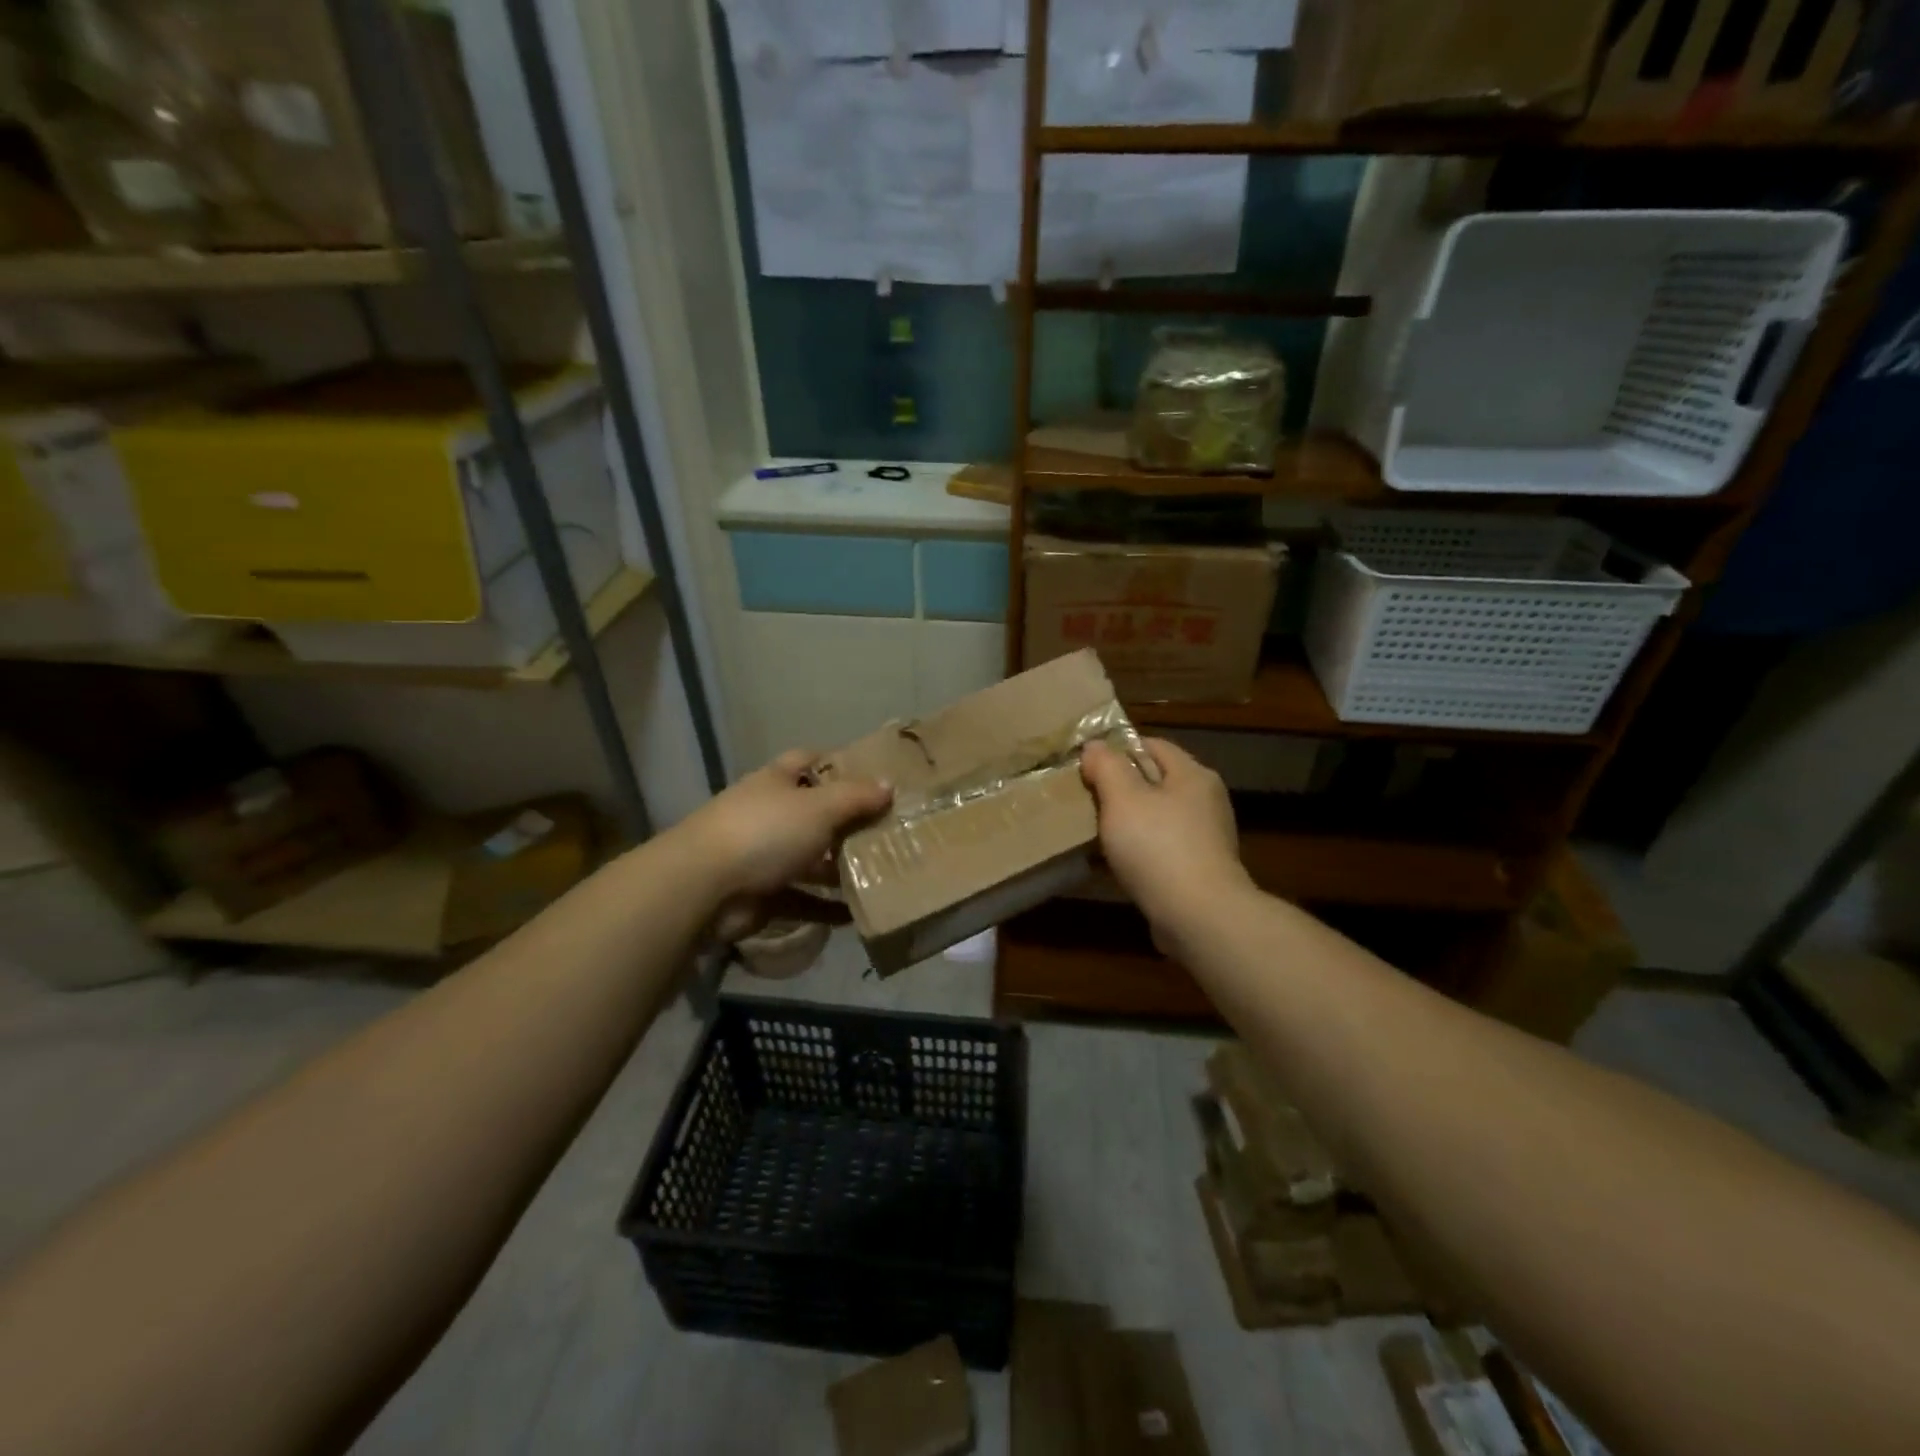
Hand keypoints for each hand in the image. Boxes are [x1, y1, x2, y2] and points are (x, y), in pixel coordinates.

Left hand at [680, 749, 892, 941]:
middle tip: (889, 831)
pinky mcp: (761, 894)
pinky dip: (825, 907)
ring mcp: (762, 856)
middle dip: (848, 823)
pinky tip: (856, 914)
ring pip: (810, 858)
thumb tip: (889, 785)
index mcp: (777, 782)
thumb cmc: (765, 831)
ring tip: (881, 874)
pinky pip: (801, 898)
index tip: (873, 776)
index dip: (838, 764)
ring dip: (840, 868)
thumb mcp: (819, 807)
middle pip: (814, 813)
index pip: (808, 761)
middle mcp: (769, 814)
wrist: (704, 888)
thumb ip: (856, 796)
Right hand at [1081, 737, 1251, 939]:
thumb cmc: (1158, 847)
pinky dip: (1140, 851)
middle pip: (1155, 781)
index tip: (1087, 765)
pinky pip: (1162, 849)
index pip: (1152, 745)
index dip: (1118, 749)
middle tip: (1086, 798)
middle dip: (1121, 788)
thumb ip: (1107, 767)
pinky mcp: (1200, 870)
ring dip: (1129, 823)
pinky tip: (1117, 864)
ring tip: (1096, 833)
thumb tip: (1095, 745)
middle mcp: (1206, 801)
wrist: (1199, 916)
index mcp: (1192, 775)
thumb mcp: (1122, 798)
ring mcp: (1206, 837)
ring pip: (1157, 818)